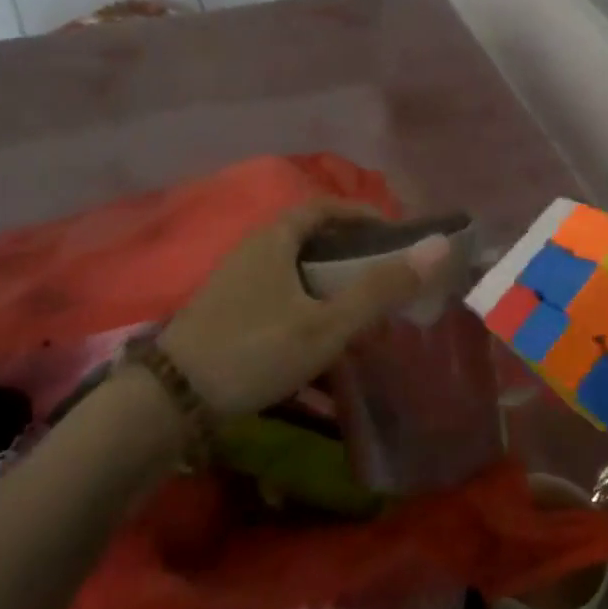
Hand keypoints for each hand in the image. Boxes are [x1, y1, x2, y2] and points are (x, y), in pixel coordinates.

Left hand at [156, 200, 454, 416]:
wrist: (169, 401)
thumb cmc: (254, 350)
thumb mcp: (326, 323)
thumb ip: (381, 288)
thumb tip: (437, 247)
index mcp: (275, 238)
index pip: (326, 207)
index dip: (363, 214)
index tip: (395, 235)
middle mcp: (253, 249)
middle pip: (311, 236)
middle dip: (350, 251)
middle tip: (384, 273)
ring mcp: (236, 281)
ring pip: (294, 269)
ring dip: (329, 281)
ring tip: (360, 307)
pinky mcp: (228, 311)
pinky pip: (279, 293)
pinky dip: (307, 303)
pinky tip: (320, 337)